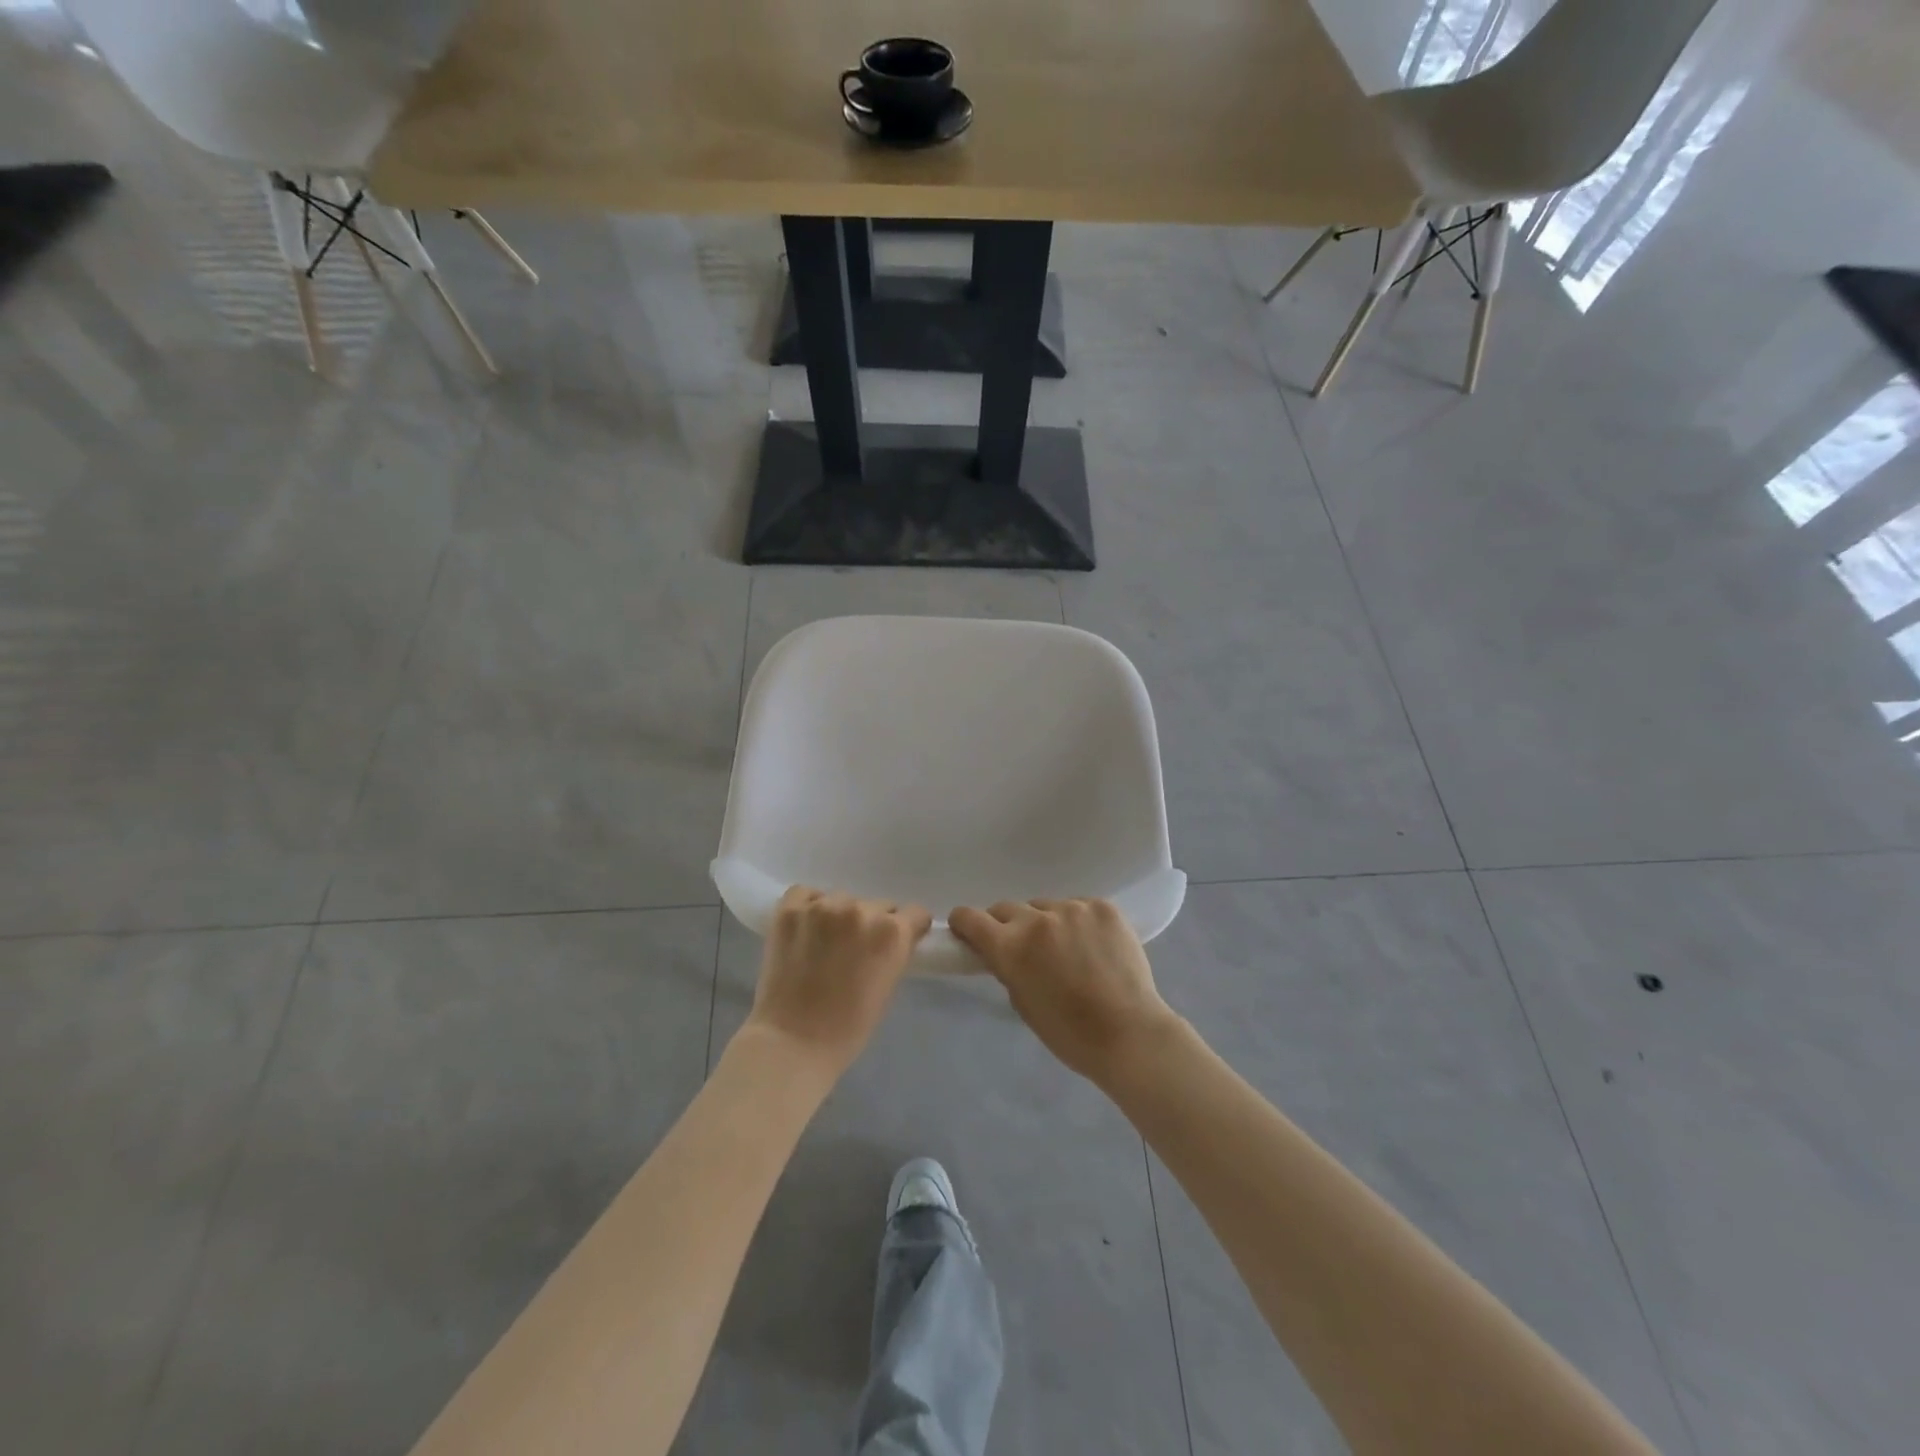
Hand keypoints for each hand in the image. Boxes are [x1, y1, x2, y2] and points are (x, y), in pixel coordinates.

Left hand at [743, 887, 931, 1078]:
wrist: (791, 1042)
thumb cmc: (848, 1029)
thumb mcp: (888, 988)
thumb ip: (894, 953)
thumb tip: (890, 938)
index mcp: (892, 932)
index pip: (914, 913)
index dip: (908, 928)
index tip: (897, 941)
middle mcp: (861, 910)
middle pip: (878, 905)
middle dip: (871, 924)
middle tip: (855, 949)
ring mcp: (822, 907)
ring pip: (842, 899)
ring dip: (838, 916)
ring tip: (824, 943)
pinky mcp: (790, 909)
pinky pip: (806, 894)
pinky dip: (808, 906)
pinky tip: (804, 928)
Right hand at [948, 898, 1181, 1084]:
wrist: (1129, 1033)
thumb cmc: (1069, 1033)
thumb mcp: (1022, 1003)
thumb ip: (1007, 968)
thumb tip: (1001, 951)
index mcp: (1011, 947)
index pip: (971, 917)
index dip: (964, 923)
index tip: (967, 930)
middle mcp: (1038, 919)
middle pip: (1007, 908)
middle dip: (1006, 925)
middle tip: (1022, 947)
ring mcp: (1073, 908)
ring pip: (1045, 907)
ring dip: (1046, 924)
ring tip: (1067, 950)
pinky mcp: (1102, 907)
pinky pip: (1078, 907)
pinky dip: (1078, 923)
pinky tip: (1093, 947)